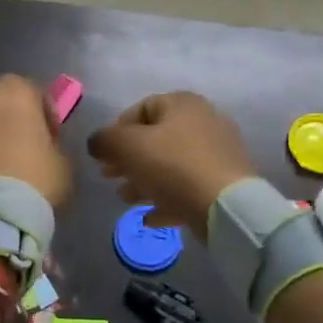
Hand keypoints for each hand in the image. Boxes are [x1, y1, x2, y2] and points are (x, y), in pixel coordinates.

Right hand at [87, 92, 256, 237]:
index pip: (141, 109)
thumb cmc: (173, 166)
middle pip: (156, 139)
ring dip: (144, 181)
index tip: (104, 154)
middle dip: (128, 160)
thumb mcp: (128, 147)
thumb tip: (96, 143)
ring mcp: (217, 154)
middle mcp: (203, 122)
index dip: (117, 130)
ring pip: (171, 165)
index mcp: (182, 104)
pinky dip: (166, 200)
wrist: (226, 206)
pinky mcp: (223, 183)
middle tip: (109, 177)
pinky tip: (149, 218)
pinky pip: (188, 188)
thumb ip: (105, 140)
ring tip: (126, 200)